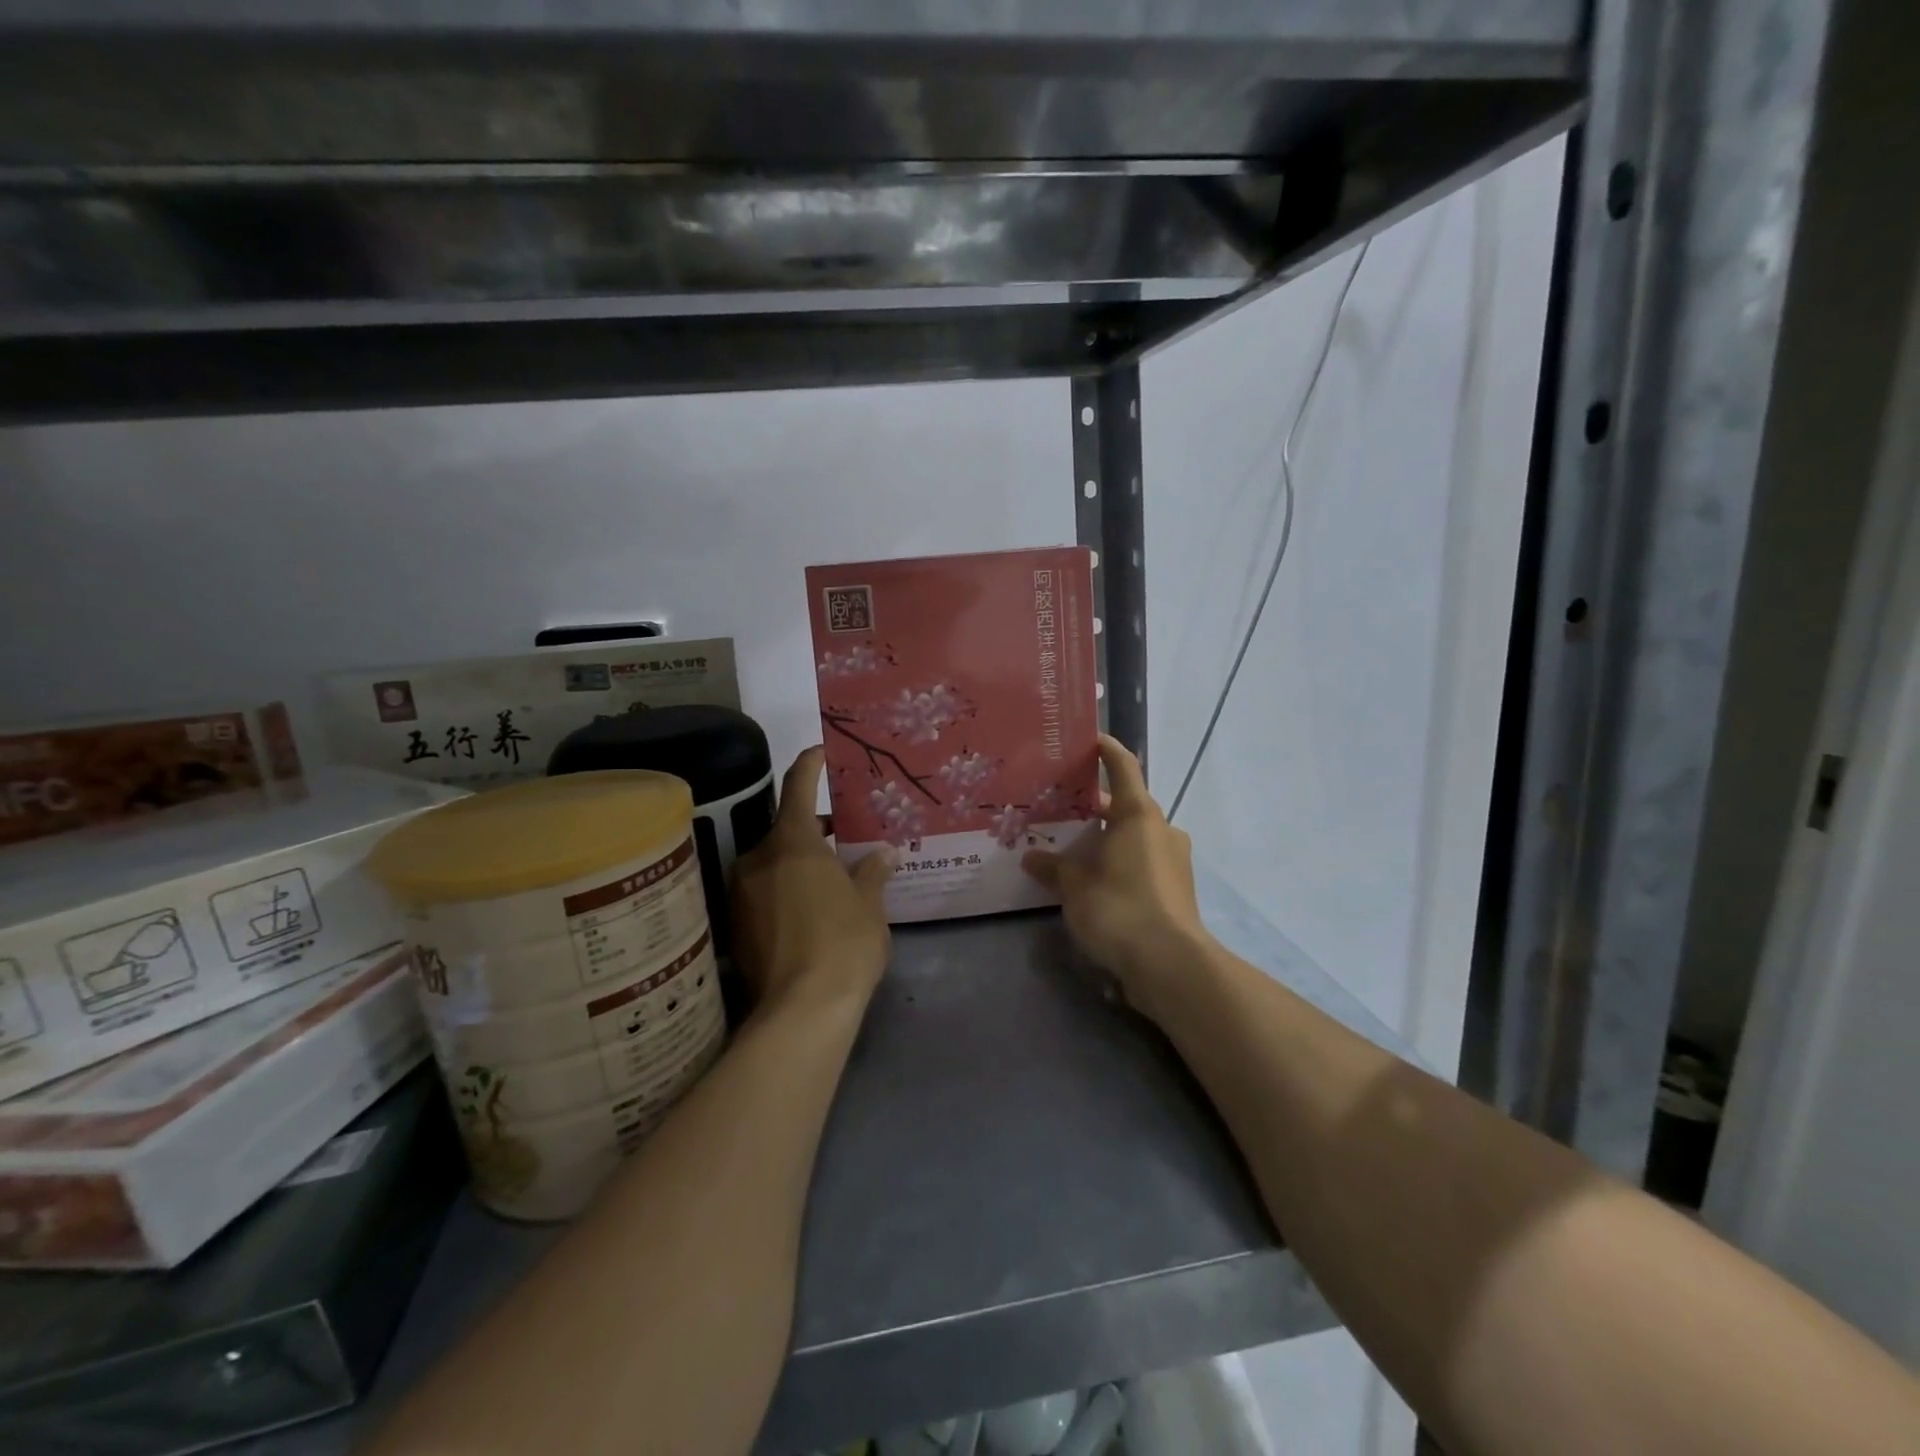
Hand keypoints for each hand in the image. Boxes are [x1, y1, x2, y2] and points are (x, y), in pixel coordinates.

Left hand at [731, 747, 895, 1011]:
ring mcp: (741, 893)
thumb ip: (872, 873)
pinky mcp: (734, 927)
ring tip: (831, 879)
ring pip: (773, 863)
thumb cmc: (844, 943)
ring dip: (798, 863)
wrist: (801, 1012)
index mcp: (793, 842)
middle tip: (844, 836)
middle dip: (814, 829)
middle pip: (786, 829)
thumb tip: (883, 853)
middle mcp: (759, 858)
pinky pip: (763, 893)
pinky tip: (809, 913)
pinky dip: (784, 891)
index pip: (799, 786)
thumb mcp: (869, 904)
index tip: (821, 751)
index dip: (811, 764)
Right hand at [1022, 735, 1214, 1022]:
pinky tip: (1094, 881)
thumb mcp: (1075, 887)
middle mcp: (1161, 829)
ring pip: (1134, 836)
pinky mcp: (1176, 889)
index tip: (1089, 740)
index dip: (1106, 750)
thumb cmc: (1119, 908)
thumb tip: (1032, 857)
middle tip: (1060, 809)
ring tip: (1072, 848)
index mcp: (1138, 815)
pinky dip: (1119, 862)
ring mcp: (1173, 860)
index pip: (1123, 767)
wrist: (1169, 963)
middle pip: (1126, 805)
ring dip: (1107, 838)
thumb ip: (1053, 868)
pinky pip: (1142, 862)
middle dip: (1094, 806)